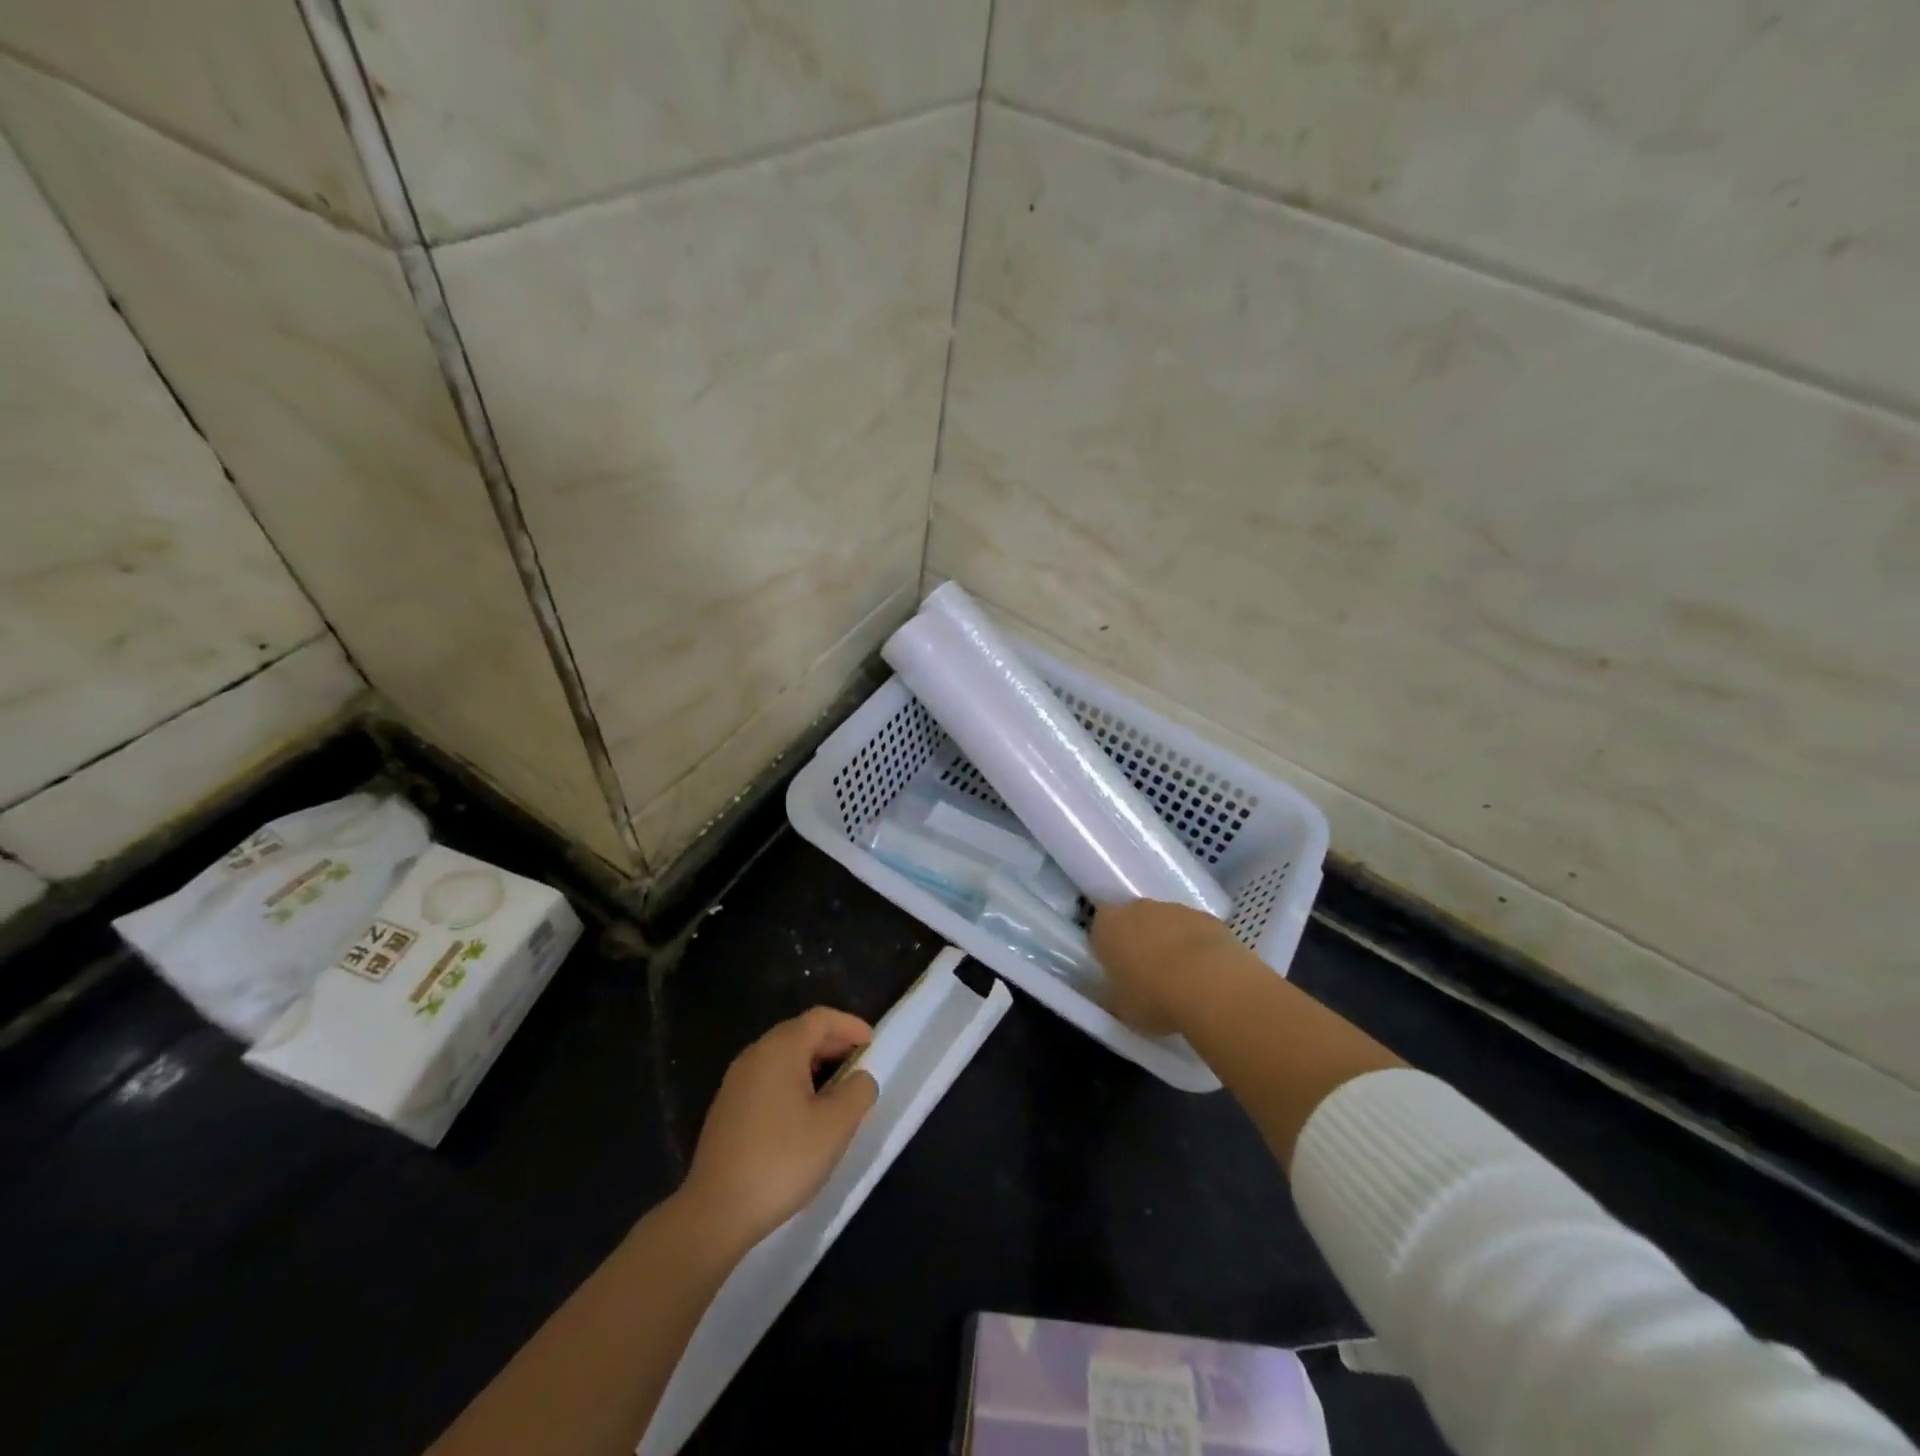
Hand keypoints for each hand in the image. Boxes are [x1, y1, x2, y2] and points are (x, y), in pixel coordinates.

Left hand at [680, 1007, 878, 1251]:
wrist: (715, 1212)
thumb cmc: (783, 1160)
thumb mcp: (836, 1125)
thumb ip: (858, 1091)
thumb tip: (860, 1078)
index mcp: (780, 1049)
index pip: (821, 1018)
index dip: (850, 1025)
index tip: (873, 1044)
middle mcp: (754, 1055)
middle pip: (800, 1034)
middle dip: (834, 1045)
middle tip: (860, 1067)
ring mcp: (736, 1082)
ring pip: (783, 1058)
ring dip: (814, 1066)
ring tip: (837, 1093)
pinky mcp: (727, 1109)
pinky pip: (768, 1080)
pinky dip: (793, 1084)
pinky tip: (805, 1116)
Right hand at [1091, 899, 1240, 1036]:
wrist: (1210, 984)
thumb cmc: (1154, 997)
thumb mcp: (1123, 1009)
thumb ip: (1114, 996)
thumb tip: (1115, 995)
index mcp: (1108, 927)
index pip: (1099, 928)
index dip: (1108, 948)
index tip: (1117, 970)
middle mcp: (1137, 909)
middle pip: (1133, 921)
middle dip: (1139, 941)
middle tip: (1148, 974)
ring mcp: (1173, 908)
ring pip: (1165, 923)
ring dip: (1169, 942)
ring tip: (1181, 978)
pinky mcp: (1205, 916)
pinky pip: (1193, 930)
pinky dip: (1196, 946)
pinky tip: (1206, 973)